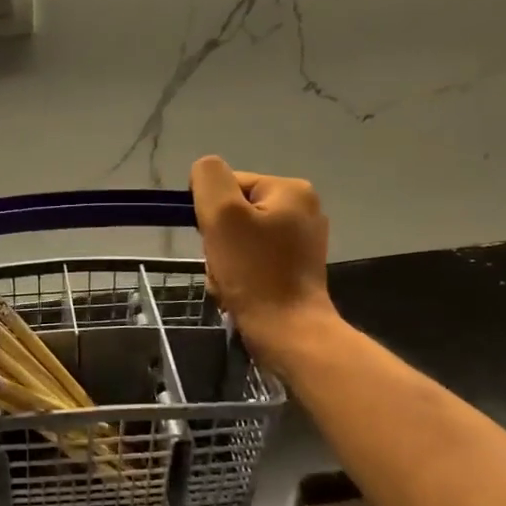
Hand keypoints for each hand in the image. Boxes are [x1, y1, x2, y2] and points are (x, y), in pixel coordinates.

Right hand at [189, 155, 338, 372]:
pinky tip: (238, 292)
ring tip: (229, 282)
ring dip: (223, 260)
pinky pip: (251, 261)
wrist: (287, 332)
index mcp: (291, 190)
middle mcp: (302, 209)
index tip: (214, 238)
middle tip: (222, 264)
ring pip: (238, 240)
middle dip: (217, 240)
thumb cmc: (254, 271)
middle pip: (234, 213)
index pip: (229, 184)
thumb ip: (208, 178)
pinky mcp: (294, 269)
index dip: (211, 211)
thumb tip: (203, 173)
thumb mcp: (222, 214)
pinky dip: (237, 275)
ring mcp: (301, 241)